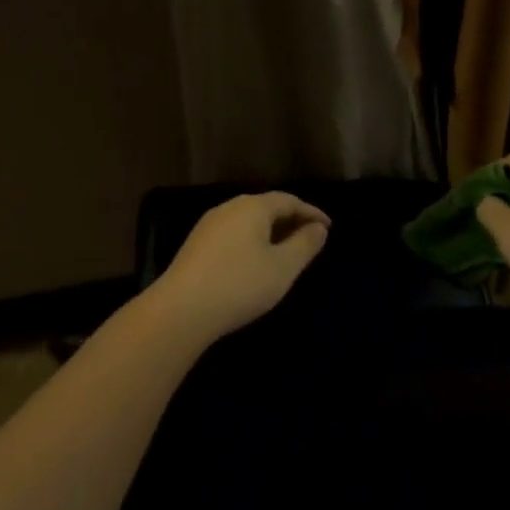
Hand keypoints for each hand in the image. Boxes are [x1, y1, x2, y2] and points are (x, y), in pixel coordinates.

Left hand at [147, 192, 330, 345]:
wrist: (181, 310)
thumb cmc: (240, 285)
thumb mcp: (283, 268)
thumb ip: (304, 245)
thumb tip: (318, 228)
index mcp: (252, 207)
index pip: (288, 200)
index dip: (311, 212)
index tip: (328, 227)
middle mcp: (228, 208)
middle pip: (265, 207)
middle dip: (290, 220)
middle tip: (309, 238)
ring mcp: (208, 226)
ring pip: (247, 221)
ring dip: (270, 232)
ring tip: (285, 252)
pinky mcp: (195, 245)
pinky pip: (233, 234)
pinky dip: (251, 242)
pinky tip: (255, 262)